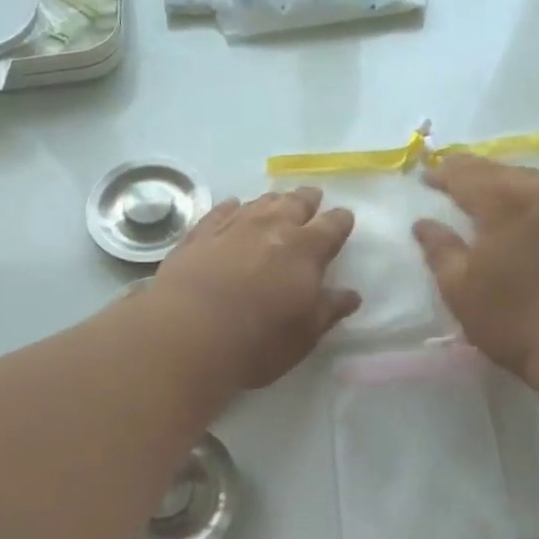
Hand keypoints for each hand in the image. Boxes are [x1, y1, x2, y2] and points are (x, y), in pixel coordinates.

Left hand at [150, 188, 360, 389]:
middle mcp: (271, 228)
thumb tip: (351, 295)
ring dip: (272, 201)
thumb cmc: (258, 341)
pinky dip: (231, 207)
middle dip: (307, 200)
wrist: (188, 334)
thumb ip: (329, 309)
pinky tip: (232, 206)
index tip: (344, 219)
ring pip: (258, 203)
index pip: (332, 226)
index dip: (340, 222)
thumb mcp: (304, 334)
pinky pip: (220, 211)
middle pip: (295, 203)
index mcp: (306, 250)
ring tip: (277, 201)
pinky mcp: (198, 235)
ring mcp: (232, 227)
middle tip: (312, 197)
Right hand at [413, 154, 538, 376]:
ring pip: (525, 177)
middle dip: (469, 168)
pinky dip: (524, 189)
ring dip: (498, 175)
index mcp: (502, 204)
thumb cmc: (509, 316)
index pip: (466, 177)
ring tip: (480, 181)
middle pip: (498, 170)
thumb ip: (440, 250)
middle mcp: (535, 196)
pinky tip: (520, 201)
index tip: (424, 177)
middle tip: (446, 170)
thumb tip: (423, 224)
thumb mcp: (459, 288)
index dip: (443, 175)